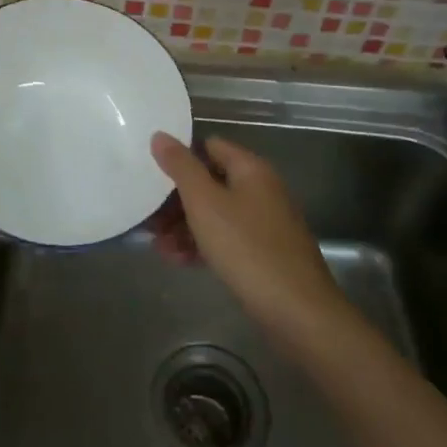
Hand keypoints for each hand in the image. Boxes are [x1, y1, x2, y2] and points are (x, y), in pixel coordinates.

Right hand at [150, 132, 351, 341]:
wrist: (297, 311)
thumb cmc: (247, 248)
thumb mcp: (205, 203)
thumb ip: (181, 167)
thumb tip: (160, 135)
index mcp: (251, 170)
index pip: (210, 146)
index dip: (181, 156)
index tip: (151, 172)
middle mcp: (261, 190)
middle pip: (211, 182)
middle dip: (177, 199)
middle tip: (148, 216)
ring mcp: (265, 223)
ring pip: (216, 214)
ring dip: (184, 225)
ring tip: (157, 245)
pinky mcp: (265, 253)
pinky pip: (227, 239)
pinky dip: (202, 244)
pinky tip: (178, 260)